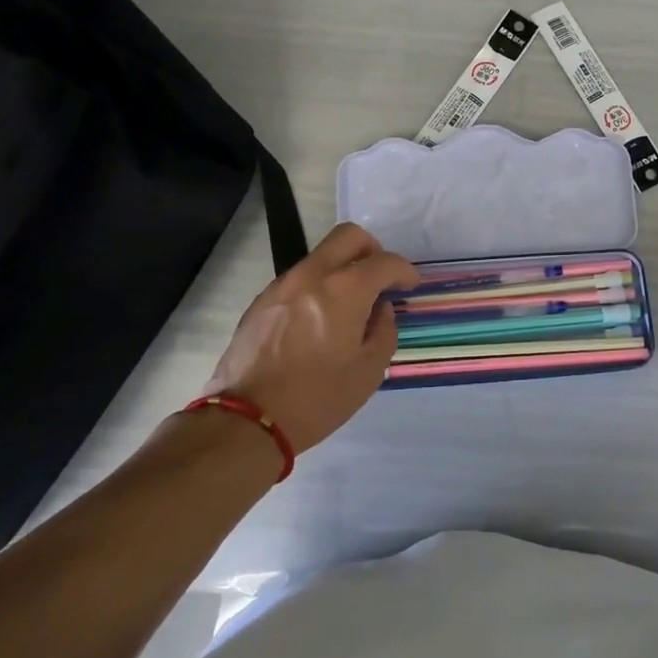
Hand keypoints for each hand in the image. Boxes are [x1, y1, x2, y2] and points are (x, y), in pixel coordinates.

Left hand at [197, 223, 417, 452]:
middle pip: (348, 236)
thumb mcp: (368, 372)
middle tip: (380, 279)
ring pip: (321, 256)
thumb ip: (384, 331)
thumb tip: (380, 310)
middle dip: (372, 250)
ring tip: (349, 306)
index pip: (384, 261)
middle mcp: (312, 275)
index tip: (410, 285)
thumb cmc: (317, 398)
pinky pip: (299, 278)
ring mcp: (283, 284)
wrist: (247, 420)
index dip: (404, 271)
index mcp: (344, 290)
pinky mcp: (262, 300)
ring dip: (342, 269)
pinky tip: (319, 320)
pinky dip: (318, 287)